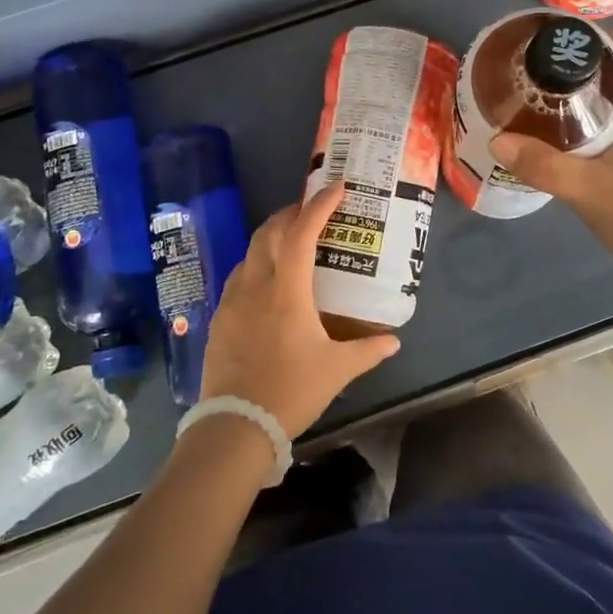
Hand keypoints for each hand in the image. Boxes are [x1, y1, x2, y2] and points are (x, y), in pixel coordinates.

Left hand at [198, 182, 400, 439]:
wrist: (236, 425)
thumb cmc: (291, 391)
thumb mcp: (337, 370)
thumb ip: (368, 350)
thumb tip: (393, 340)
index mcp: (287, 292)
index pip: (301, 234)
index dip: (319, 207)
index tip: (336, 188)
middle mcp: (256, 286)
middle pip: (269, 233)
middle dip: (291, 213)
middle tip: (312, 210)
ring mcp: (232, 301)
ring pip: (250, 252)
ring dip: (271, 237)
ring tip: (291, 241)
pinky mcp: (219, 318)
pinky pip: (238, 276)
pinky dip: (256, 264)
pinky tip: (267, 281)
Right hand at [491, 32, 612, 291]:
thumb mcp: (589, 190)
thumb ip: (544, 166)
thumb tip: (498, 140)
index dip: (610, 40)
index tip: (572, 36)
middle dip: (588, 71)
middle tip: (545, 70)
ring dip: (588, 104)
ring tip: (546, 103)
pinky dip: (590, 134)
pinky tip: (564, 148)